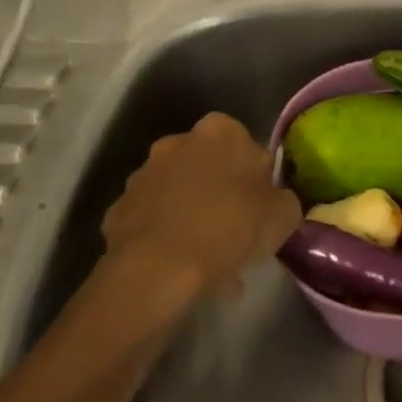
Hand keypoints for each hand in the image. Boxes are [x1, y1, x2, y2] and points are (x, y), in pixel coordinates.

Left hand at [100, 112, 302, 298]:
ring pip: (178, 195)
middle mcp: (177, 142)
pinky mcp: (117, 210)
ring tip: (209, 261)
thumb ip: (284, 199)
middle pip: (207, 167)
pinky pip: (152, 221)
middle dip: (220, 194)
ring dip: (192, 217)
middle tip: (236, 232)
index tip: (261, 206)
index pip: (245, 145)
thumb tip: (276, 201)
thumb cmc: (231, 228)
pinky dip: (166, 238)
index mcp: (220, 131)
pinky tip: (180, 270)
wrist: (158, 269)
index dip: (255, 176)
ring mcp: (142, 175)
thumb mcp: (283, 216)